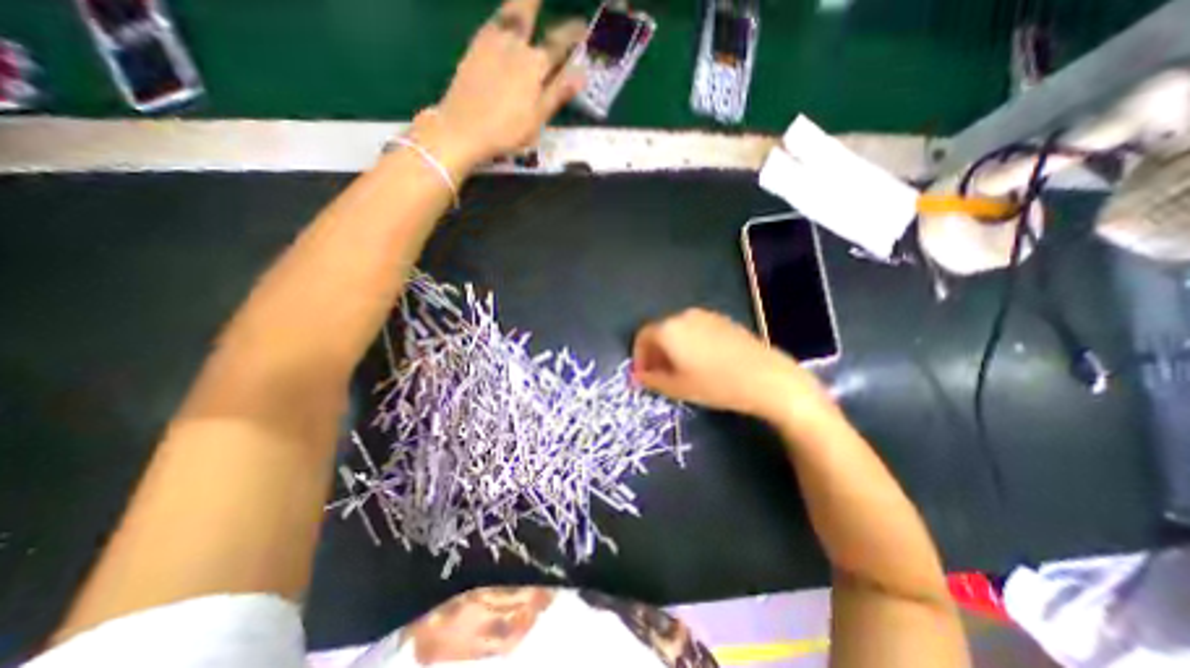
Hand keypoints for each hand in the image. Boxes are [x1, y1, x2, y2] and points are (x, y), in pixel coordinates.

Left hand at [415, 0, 586, 171]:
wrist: (462, 128)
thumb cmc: (505, 130)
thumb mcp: (537, 118)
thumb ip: (558, 93)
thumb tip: (581, 74)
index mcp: (534, 65)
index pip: (559, 43)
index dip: (573, 33)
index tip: (583, 26)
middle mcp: (514, 45)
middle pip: (527, 11)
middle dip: (536, 2)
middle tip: (541, 0)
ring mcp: (491, 43)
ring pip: (508, 12)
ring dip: (520, 4)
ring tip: (526, 4)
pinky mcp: (473, 48)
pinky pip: (492, 22)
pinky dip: (502, 17)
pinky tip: (503, 23)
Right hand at [632, 311, 834, 423]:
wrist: (766, 377)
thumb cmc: (715, 384)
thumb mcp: (678, 388)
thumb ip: (651, 380)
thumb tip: (637, 377)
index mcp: (669, 329)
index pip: (643, 336)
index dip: (639, 356)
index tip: (643, 375)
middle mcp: (684, 316)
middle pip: (660, 331)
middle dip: (655, 352)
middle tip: (659, 374)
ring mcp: (705, 315)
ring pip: (678, 329)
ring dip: (672, 347)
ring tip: (680, 370)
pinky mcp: (723, 320)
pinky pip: (696, 329)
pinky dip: (689, 342)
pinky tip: (701, 361)